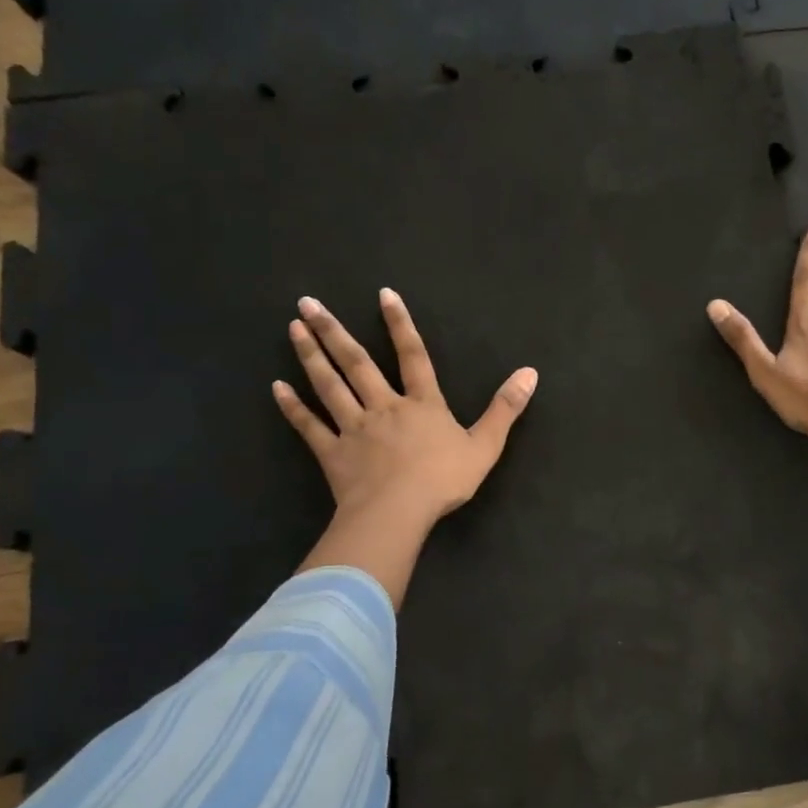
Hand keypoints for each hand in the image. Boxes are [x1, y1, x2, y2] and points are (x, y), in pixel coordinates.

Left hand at [273, 289, 536, 599]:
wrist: (398, 513)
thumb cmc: (444, 480)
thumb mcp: (486, 445)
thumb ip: (505, 408)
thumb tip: (530, 372)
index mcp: (422, 404)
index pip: (413, 356)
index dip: (400, 325)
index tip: (383, 295)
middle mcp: (384, 407)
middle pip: (357, 363)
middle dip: (334, 331)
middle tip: (308, 302)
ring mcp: (354, 428)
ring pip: (330, 386)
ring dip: (311, 356)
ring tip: (294, 328)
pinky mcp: (332, 453)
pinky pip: (310, 426)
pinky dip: (293, 407)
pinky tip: (277, 387)